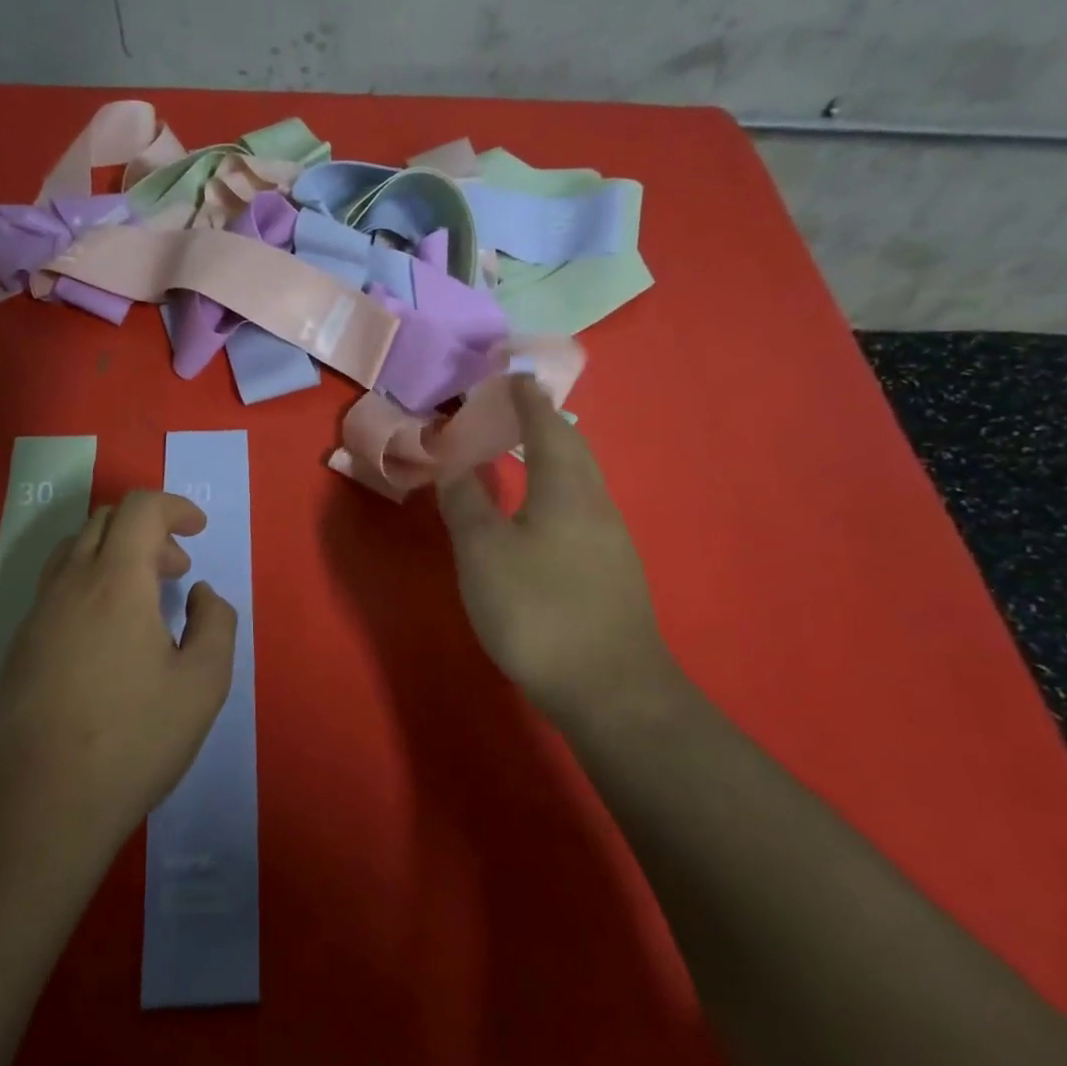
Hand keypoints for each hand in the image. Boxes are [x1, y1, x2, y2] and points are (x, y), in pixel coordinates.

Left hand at [0, 490, 237, 840]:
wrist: (39, 804)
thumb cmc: (133, 739)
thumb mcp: (204, 683)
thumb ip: (216, 623)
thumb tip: (200, 595)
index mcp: (116, 580)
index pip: (140, 509)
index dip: (175, 506)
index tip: (199, 529)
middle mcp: (70, 583)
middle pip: (104, 520)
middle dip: (148, 529)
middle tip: (176, 569)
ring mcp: (37, 613)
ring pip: (74, 550)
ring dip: (115, 553)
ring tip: (144, 598)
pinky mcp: (20, 645)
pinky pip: (57, 586)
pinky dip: (90, 582)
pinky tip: (108, 636)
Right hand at [435, 377, 678, 730]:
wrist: (610, 689)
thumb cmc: (539, 610)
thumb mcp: (484, 554)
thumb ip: (466, 505)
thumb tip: (454, 465)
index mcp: (565, 489)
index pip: (546, 428)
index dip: (527, 401)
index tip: (515, 376)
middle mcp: (595, 505)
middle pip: (573, 450)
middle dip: (546, 424)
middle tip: (519, 410)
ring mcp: (611, 541)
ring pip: (581, 482)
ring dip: (555, 458)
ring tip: (527, 454)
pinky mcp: (612, 573)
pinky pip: (582, 510)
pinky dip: (558, 492)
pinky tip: (543, 514)